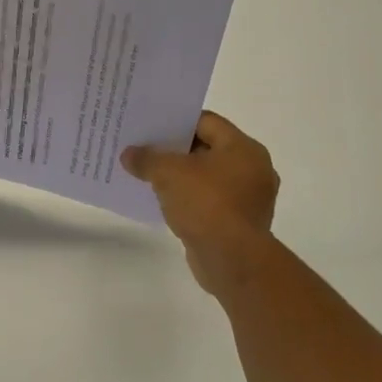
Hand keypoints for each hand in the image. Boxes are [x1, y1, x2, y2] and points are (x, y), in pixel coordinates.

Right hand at [122, 112, 279, 295]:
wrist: (232, 260)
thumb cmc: (206, 204)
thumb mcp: (168, 173)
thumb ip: (147, 158)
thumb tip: (129, 154)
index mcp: (243, 148)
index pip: (206, 121)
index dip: (176, 121)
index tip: (150, 125)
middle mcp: (253, 169)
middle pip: (207, 148)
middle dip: (175, 149)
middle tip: (145, 148)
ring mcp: (249, 198)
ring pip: (208, 176)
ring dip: (181, 176)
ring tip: (150, 175)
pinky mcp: (240, 222)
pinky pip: (210, 200)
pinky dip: (189, 198)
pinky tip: (164, 201)